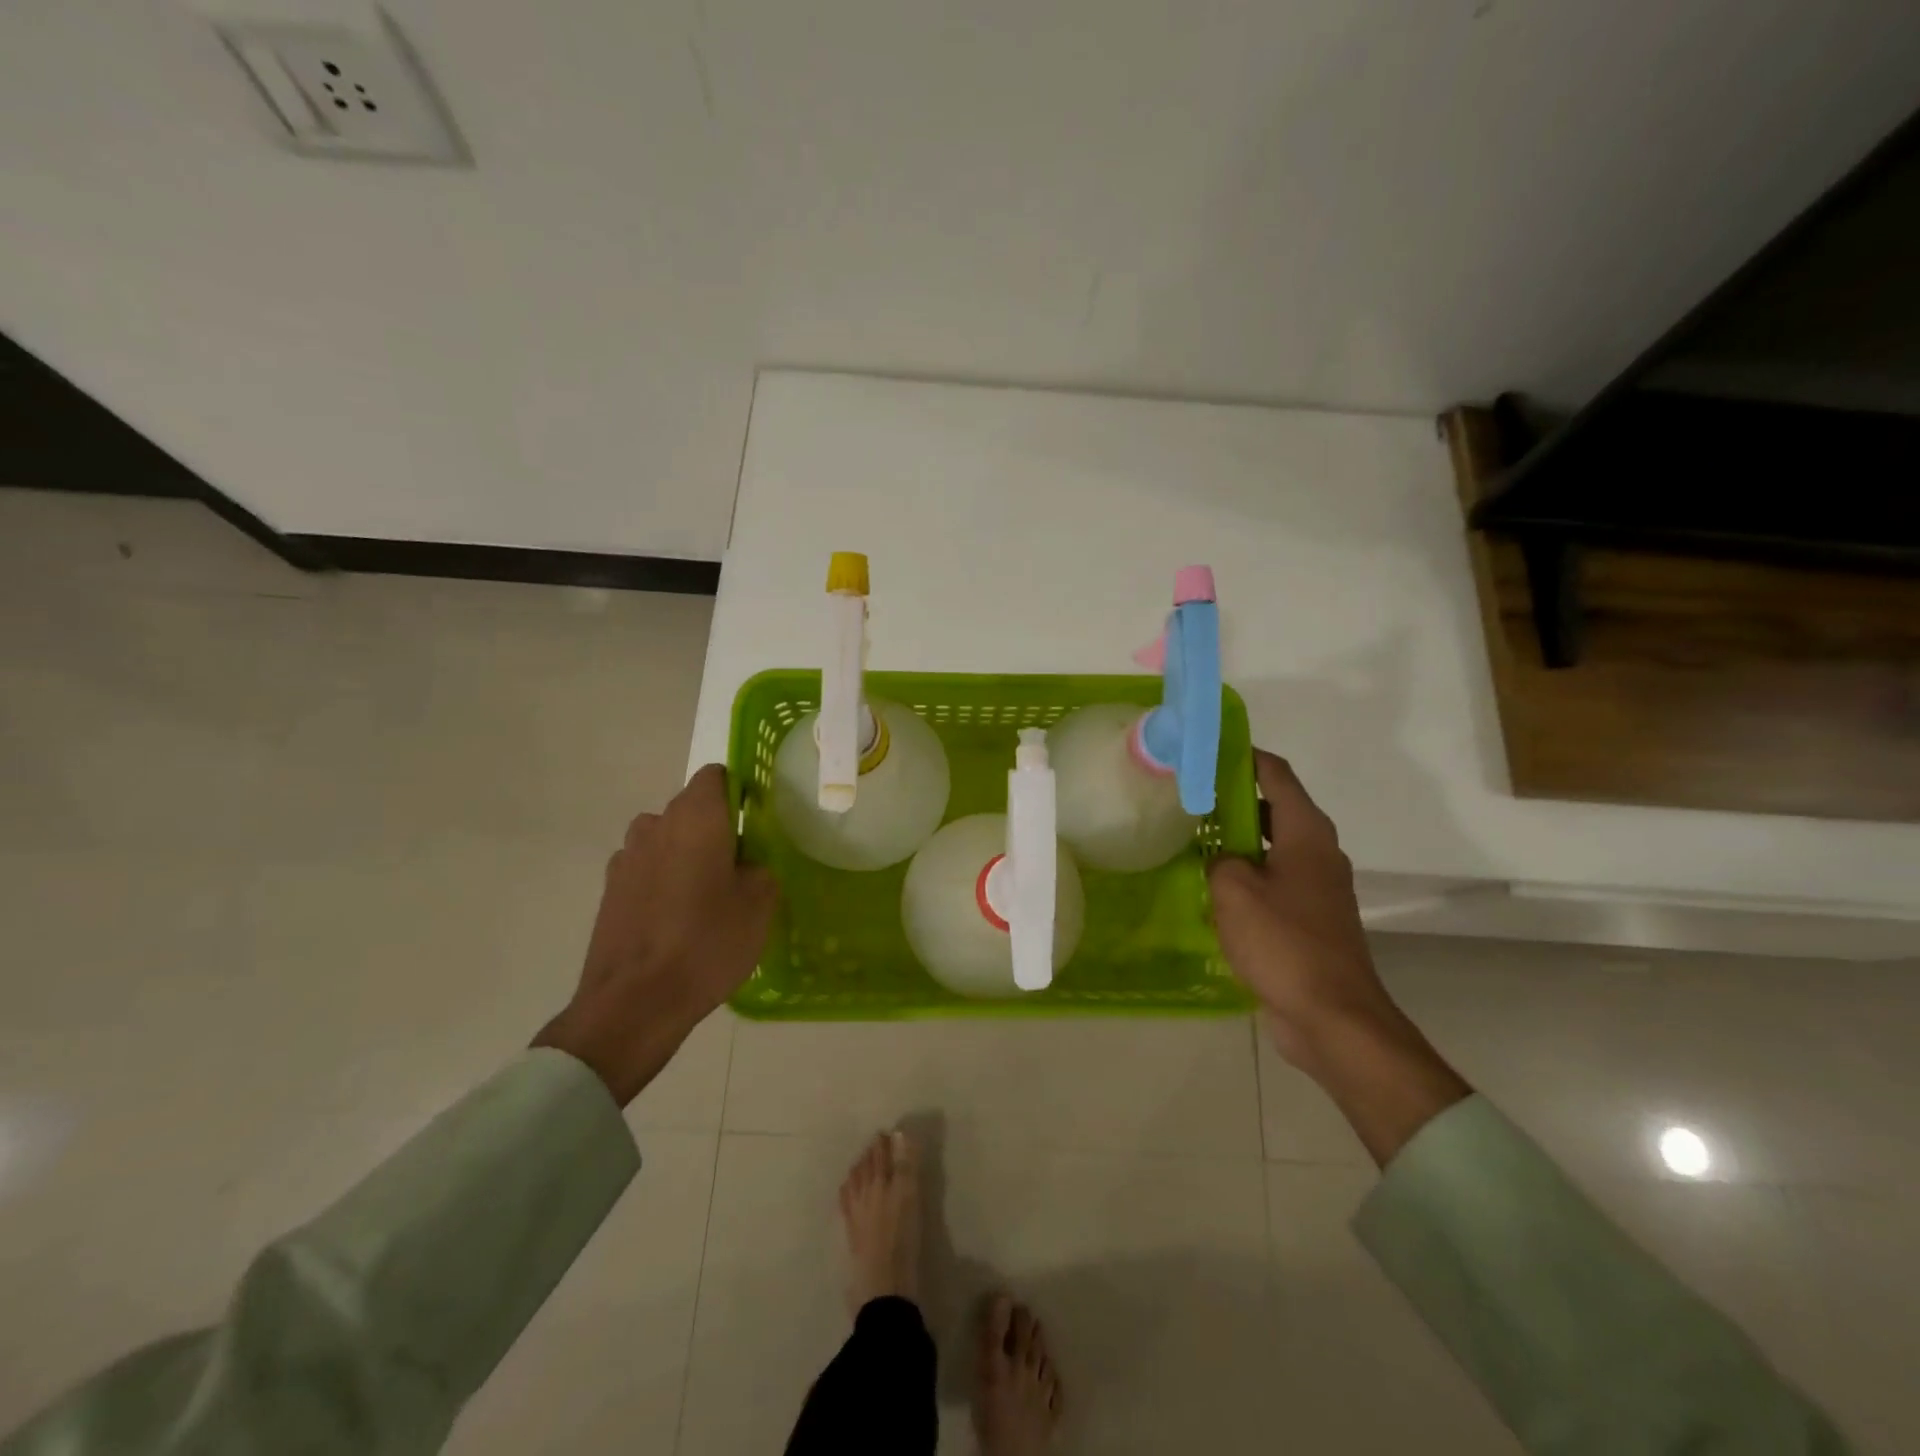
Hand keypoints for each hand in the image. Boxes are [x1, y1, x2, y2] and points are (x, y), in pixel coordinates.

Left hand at [535, 764, 776, 1105]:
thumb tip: (745, 864)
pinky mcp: (609, 890)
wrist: (633, 1003)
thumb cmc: (707, 943)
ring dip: (685, 856)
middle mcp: (655, 825)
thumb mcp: (760, 904)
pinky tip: (675, 922)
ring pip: (666, 841)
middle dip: (714, 829)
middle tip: (738, 870)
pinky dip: (663, 883)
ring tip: (705, 900)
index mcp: (696, 817)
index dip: (739, 793)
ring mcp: (626, 858)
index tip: (754, 825)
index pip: (716, 776)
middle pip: (691, 810)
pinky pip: (647, 870)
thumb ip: (759, 868)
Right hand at [1207, 750, 1396, 1071]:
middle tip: (1188, 797)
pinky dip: (1247, 875)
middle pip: (1274, 808)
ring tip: (1192, 839)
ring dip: (1237, 840)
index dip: (1244, 756)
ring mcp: (1317, 888)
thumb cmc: (1283, 942)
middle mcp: (1318, 852)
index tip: (1208, 749)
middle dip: (1233, 799)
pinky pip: (1274, 881)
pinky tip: (1212, 888)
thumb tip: (1221, 858)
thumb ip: (1220, 859)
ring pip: (1272, 847)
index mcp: (1306, 833)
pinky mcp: (1310, 919)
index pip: (1276, 775)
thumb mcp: (1234, 890)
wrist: (1332, 1016)